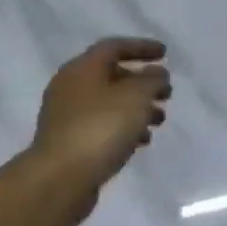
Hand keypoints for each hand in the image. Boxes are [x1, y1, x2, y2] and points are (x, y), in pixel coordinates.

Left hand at [28, 38, 171, 223]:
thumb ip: (152, 79)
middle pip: (112, 75)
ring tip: (160, 120)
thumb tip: (156, 73)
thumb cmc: (101, 128)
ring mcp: (67, 116)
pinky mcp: (69, 142)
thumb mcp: (136, 96)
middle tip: (166, 93)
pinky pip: (102, 125)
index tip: (165, 53)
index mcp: (83, 68)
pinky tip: (142, 141)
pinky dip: (124, 127)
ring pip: (109, 103)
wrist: (59, 179)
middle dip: (142, 82)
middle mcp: (71, 86)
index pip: (114, 46)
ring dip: (136, 107)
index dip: (142, 47)